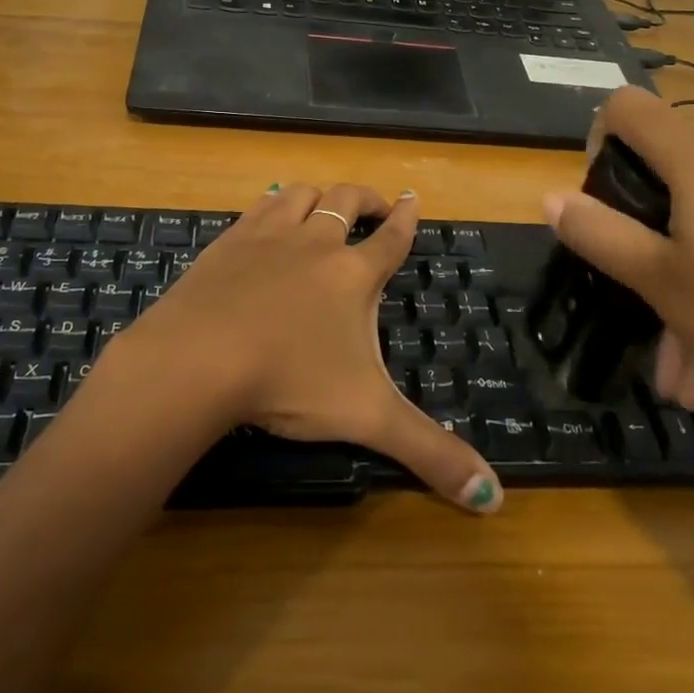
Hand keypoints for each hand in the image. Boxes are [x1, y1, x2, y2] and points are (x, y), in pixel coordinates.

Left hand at [134, 183, 503, 513]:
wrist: (200, 357)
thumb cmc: (290, 381)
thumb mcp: (367, 418)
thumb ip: (430, 453)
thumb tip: (493, 497)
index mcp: (353, 275)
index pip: (390, 238)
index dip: (405, 218)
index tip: (411, 198)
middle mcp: (315, 243)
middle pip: (346, 201)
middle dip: (365, 198)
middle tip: (374, 204)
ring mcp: (268, 237)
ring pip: (301, 195)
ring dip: (318, 195)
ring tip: (324, 204)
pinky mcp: (229, 241)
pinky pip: (258, 206)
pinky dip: (273, 203)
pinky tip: (270, 212)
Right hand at [544, 87, 693, 421]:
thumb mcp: (659, 279)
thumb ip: (598, 232)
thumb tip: (550, 197)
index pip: (627, 106)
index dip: (596, 138)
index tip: (598, 197)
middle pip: (667, 174)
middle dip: (641, 239)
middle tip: (632, 296)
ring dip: (682, 287)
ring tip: (681, 373)